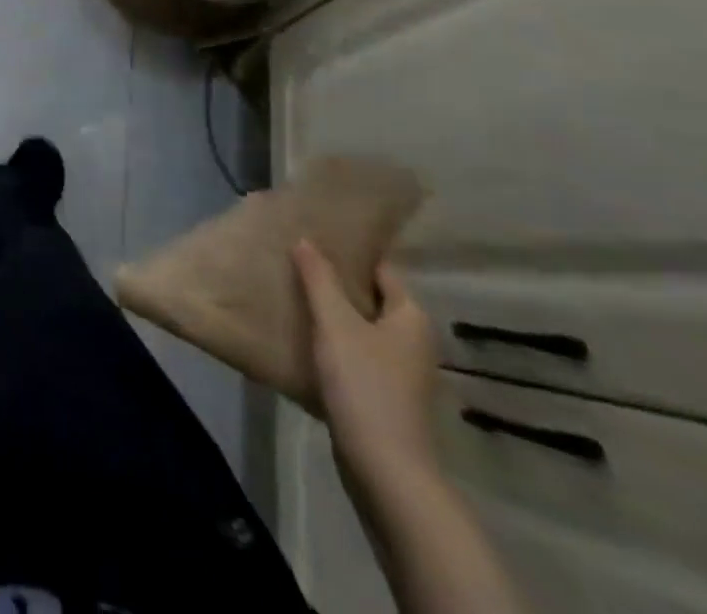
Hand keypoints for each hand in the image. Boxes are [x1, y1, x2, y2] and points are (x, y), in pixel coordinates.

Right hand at [293, 239, 440, 493]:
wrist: (385, 468)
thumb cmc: (364, 384)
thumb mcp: (335, 323)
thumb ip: (318, 278)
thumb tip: (305, 239)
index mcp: (411, 316)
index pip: (382, 268)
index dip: (350, 252)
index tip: (315, 237)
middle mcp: (413, 340)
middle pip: (371, 298)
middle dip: (336, 282)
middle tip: (296, 262)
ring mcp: (401, 372)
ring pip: (362, 328)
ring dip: (333, 314)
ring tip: (294, 294)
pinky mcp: (385, 397)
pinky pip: (357, 355)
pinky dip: (335, 344)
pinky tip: (304, 339)